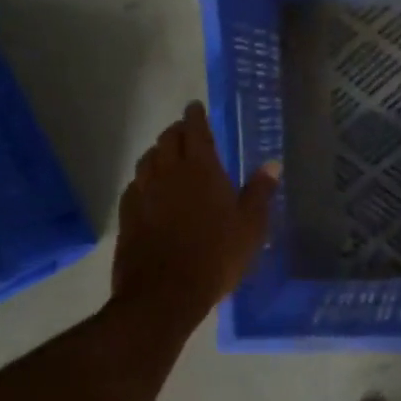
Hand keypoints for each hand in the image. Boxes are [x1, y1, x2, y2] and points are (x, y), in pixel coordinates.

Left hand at [111, 102, 278, 330]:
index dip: (195, 116)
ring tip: (168, 157)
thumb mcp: (251, 226)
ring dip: (158, 153)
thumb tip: (272, 164)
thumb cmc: (217, 256)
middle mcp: (168, 173)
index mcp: (201, 169)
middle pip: (167, 140)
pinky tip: (149, 190)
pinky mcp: (128, 216)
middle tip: (186, 132)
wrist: (165, 293)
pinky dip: (144, 180)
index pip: (194, 130)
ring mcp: (144, 193)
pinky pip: (135, 186)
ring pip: (147, 160)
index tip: (195, 107)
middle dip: (177, 131)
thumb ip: (260, 192)